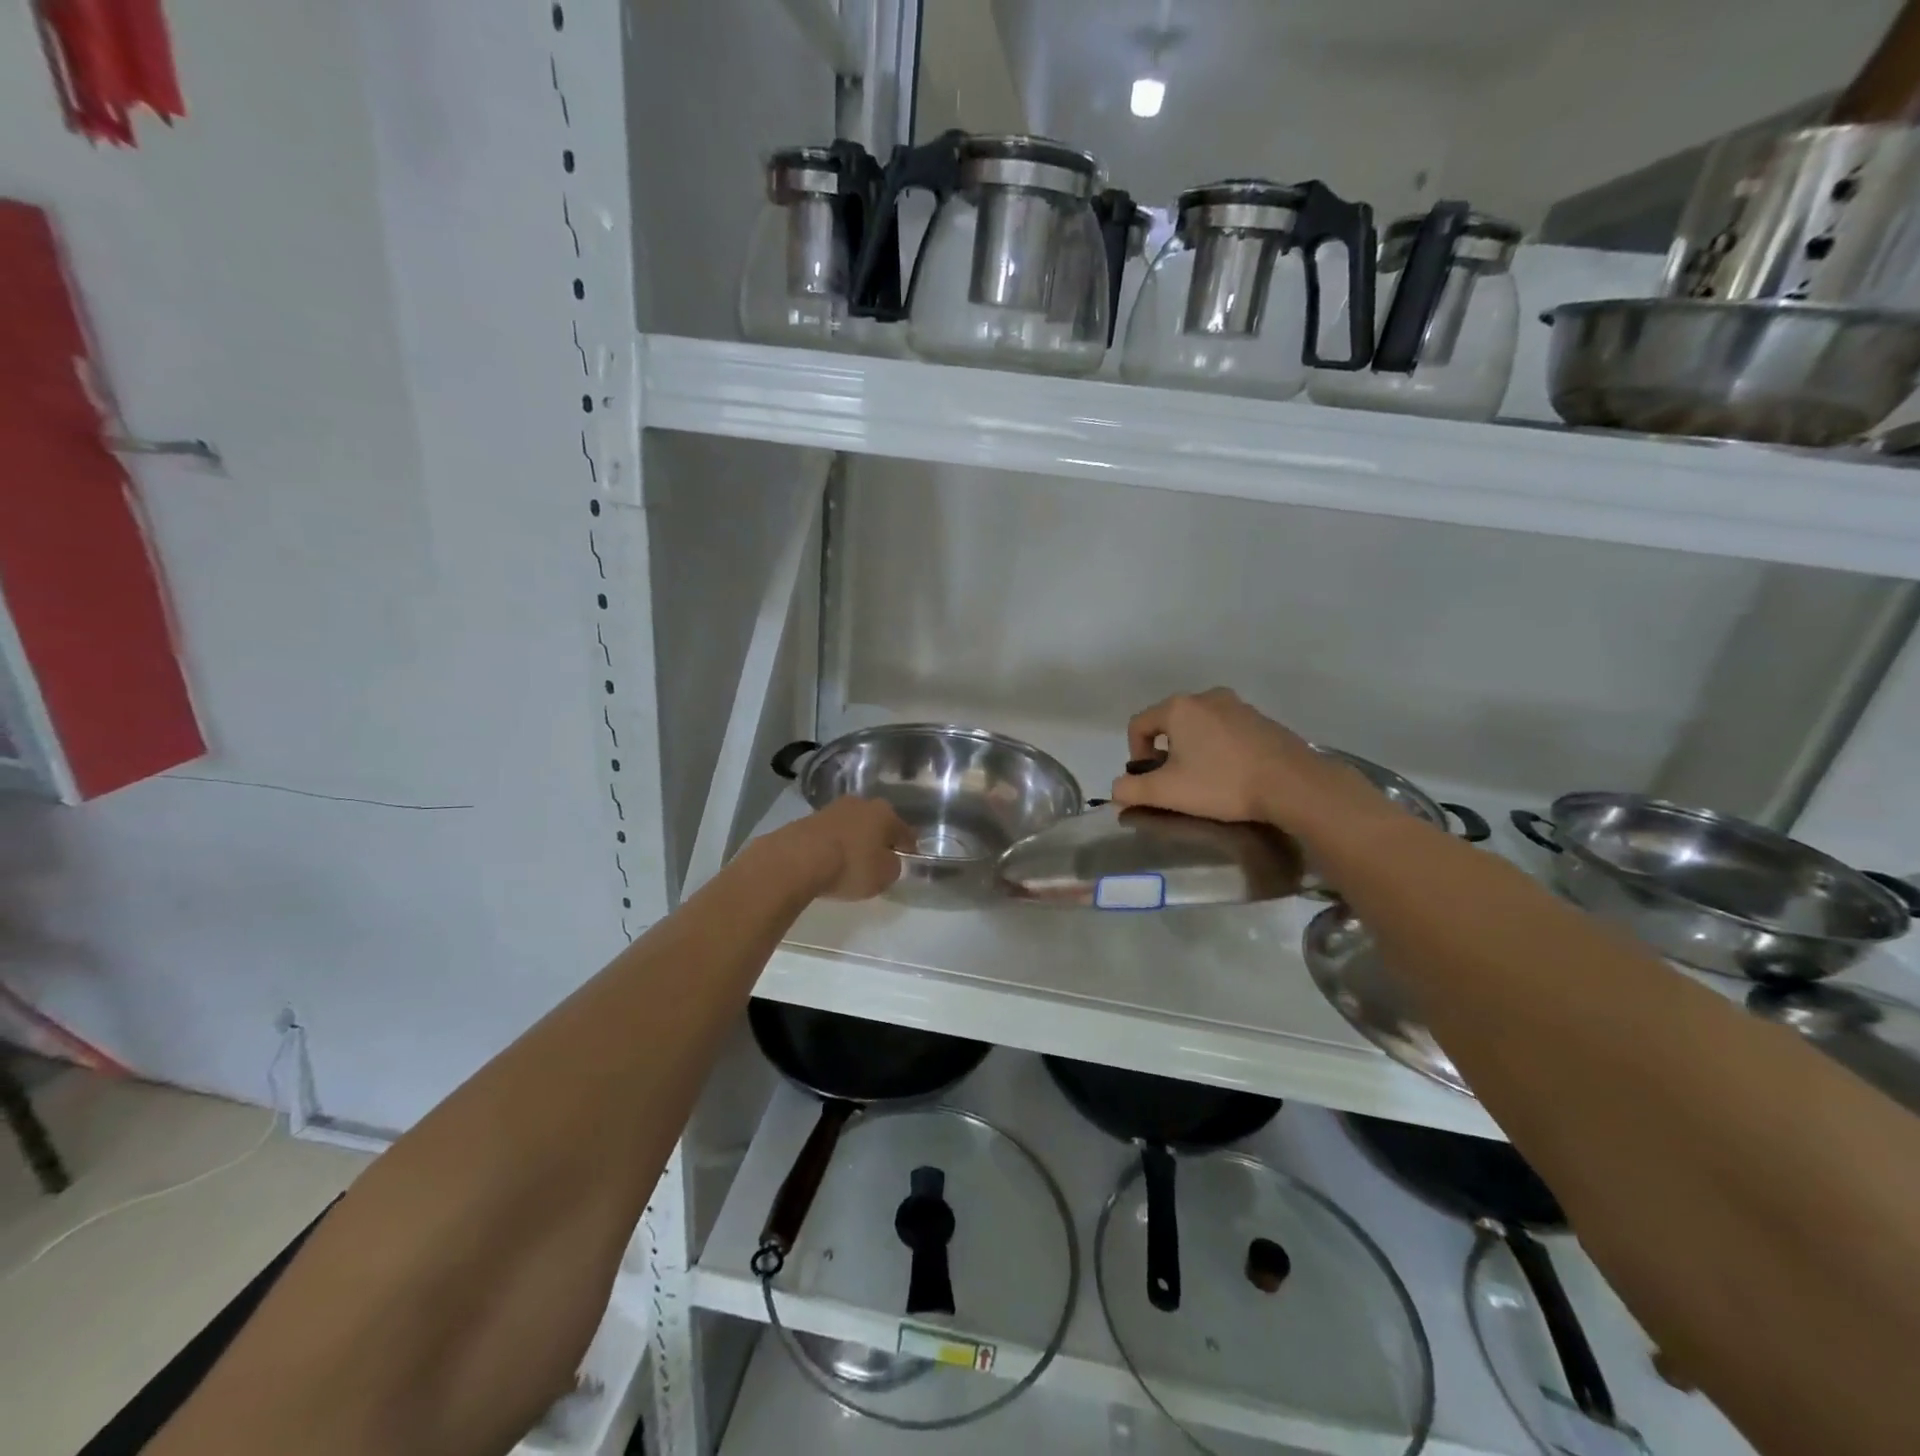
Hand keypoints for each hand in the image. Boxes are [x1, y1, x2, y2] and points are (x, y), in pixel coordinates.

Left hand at [769, 796, 916, 900]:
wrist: (798, 858)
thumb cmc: (851, 865)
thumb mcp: (884, 875)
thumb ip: (893, 866)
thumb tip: (889, 860)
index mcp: (885, 813)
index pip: (905, 831)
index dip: (908, 846)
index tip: (908, 858)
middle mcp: (861, 803)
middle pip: (877, 823)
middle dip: (879, 838)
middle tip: (879, 858)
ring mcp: (832, 808)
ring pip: (852, 826)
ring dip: (855, 840)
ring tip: (852, 861)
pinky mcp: (808, 819)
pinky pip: (831, 834)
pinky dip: (834, 845)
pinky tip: (830, 860)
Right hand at [1109, 688, 1382, 833]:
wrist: (1294, 784)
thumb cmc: (1222, 783)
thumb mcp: (1168, 792)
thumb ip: (1131, 790)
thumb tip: (1117, 790)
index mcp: (1179, 708)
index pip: (1139, 724)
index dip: (1135, 754)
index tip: (1149, 781)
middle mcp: (1207, 697)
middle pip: (1170, 723)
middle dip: (1165, 752)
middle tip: (1175, 783)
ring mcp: (1238, 706)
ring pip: (1200, 727)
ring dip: (1193, 750)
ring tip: (1204, 781)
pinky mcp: (1262, 720)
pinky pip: (1227, 731)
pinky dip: (1220, 749)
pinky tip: (1232, 775)